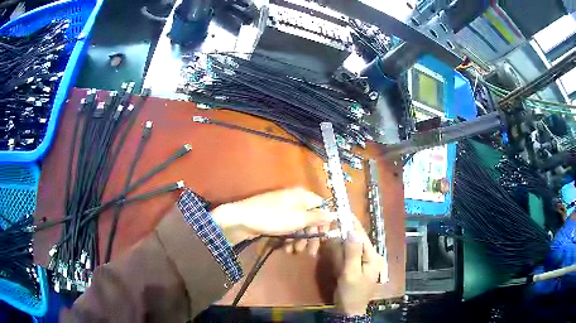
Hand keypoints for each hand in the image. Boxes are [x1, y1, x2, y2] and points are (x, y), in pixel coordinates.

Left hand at [211, 188, 334, 255]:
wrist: (241, 219)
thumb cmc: (272, 218)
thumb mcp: (298, 219)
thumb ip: (317, 217)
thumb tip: (336, 213)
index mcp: (302, 195)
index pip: (322, 206)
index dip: (325, 223)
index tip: (325, 238)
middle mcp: (294, 200)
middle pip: (310, 218)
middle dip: (311, 236)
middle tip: (310, 252)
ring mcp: (283, 208)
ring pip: (299, 225)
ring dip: (300, 239)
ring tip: (294, 251)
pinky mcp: (274, 218)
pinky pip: (288, 227)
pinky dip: (289, 238)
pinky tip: (286, 248)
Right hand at [330, 219, 382, 315]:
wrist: (348, 310)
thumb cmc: (352, 293)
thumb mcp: (351, 273)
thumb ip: (352, 253)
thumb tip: (351, 231)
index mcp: (372, 257)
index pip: (362, 237)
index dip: (353, 224)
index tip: (344, 211)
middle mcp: (368, 257)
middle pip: (355, 240)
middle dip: (344, 231)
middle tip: (332, 220)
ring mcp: (359, 263)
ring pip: (349, 247)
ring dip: (340, 240)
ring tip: (330, 228)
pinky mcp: (352, 268)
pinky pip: (345, 256)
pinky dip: (338, 251)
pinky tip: (331, 244)